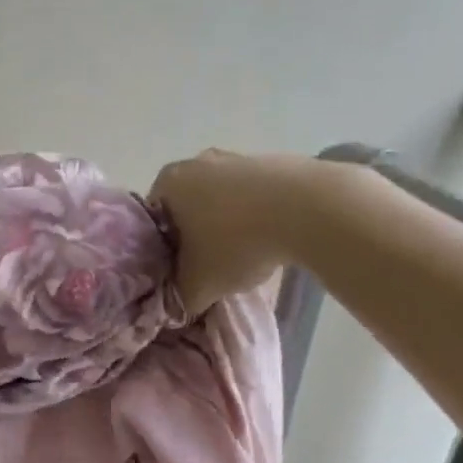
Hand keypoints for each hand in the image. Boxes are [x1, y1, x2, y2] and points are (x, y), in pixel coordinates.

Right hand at [150, 149, 315, 314]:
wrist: (310, 210)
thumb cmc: (237, 243)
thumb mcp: (198, 285)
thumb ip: (177, 299)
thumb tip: (175, 305)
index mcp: (169, 183)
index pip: (153, 221)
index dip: (162, 250)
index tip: (178, 271)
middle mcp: (197, 162)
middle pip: (187, 208)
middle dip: (195, 236)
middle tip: (208, 267)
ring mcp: (238, 157)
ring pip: (221, 200)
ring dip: (227, 226)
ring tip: (244, 257)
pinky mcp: (274, 161)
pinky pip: (254, 195)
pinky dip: (257, 216)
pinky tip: (271, 241)